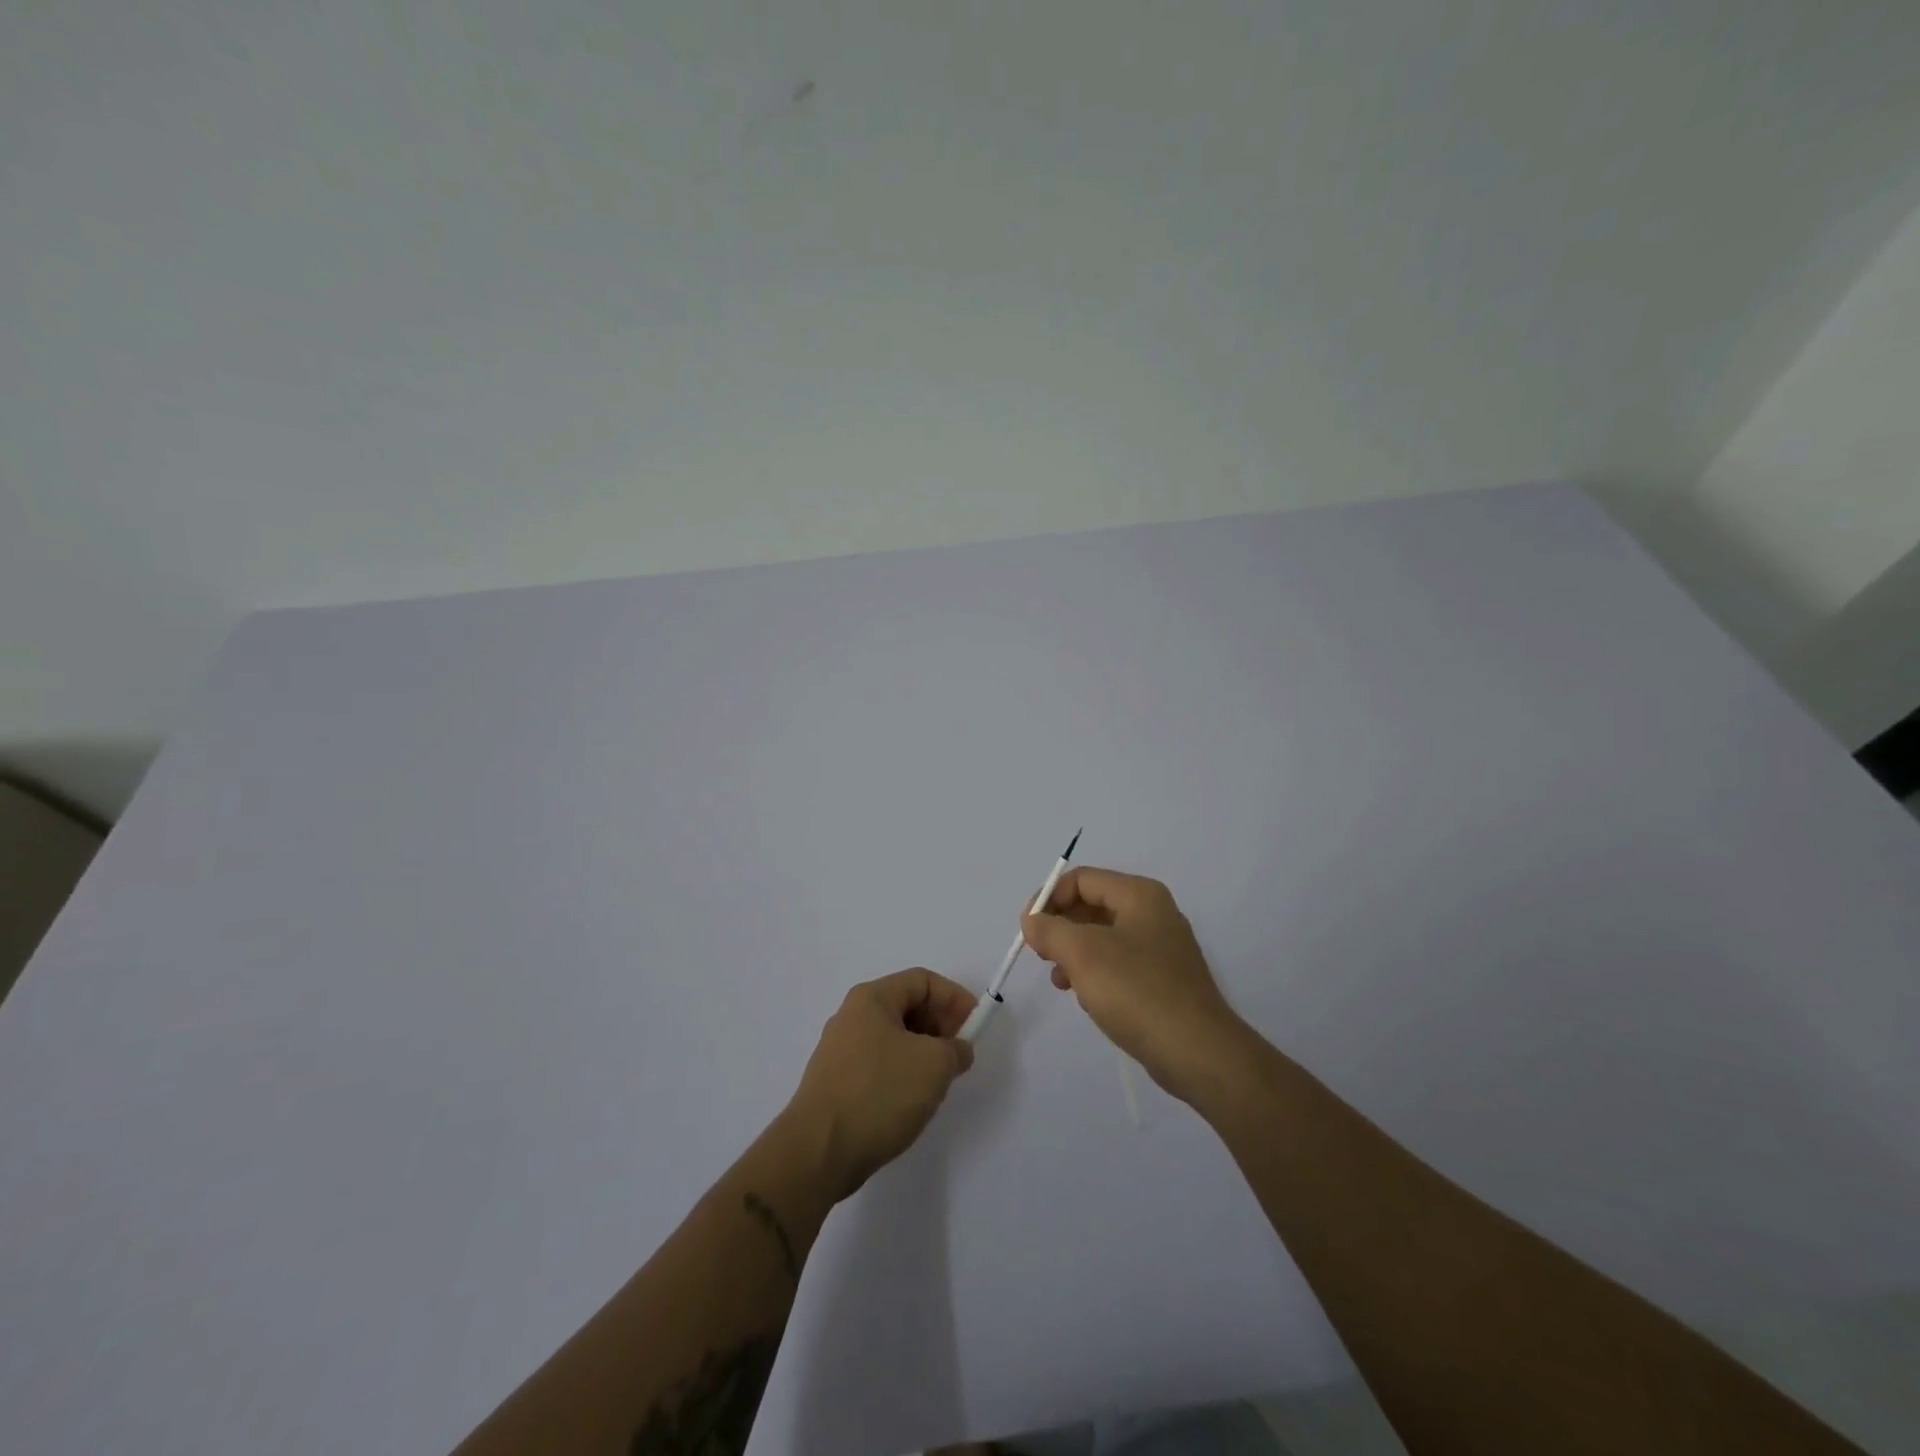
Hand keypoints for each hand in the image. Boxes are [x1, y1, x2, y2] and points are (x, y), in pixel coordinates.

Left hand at [783, 968, 976, 1200]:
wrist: (818, 1151)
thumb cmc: (879, 1093)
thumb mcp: (934, 1065)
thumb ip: (956, 1049)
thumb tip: (957, 1050)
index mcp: (872, 999)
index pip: (922, 981)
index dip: (954, 998)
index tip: (975, 1026)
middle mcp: (852, 1016)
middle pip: (907, 1006)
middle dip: (940, 1025)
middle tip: (961, 1054)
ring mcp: (840, 1050)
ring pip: (894, 1037)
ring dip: (924, 1051)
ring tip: (941, 1080)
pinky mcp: (836, 1081)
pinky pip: (879, 1063)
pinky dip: (903, 1071)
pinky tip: (912, 1100)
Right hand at [1022, 867, 1250, 1104]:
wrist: (1197, 1052)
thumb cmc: (1136, 991)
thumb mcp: (1082, 954)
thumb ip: (1050, 930)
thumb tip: (1032, 921)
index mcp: (1139, 895)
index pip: (1082, 879)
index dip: (1049, 898)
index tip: (1028, 929)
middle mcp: (1153, 912)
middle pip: (1092, 905)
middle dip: (1061, 926)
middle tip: (1041, 954)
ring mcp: (1161, 947)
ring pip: (1103, 936)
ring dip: (1074, 952)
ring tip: (1060, 980)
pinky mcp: (1163, 978)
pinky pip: (1119, 962)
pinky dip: (1095, 972)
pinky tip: (1086, 997)